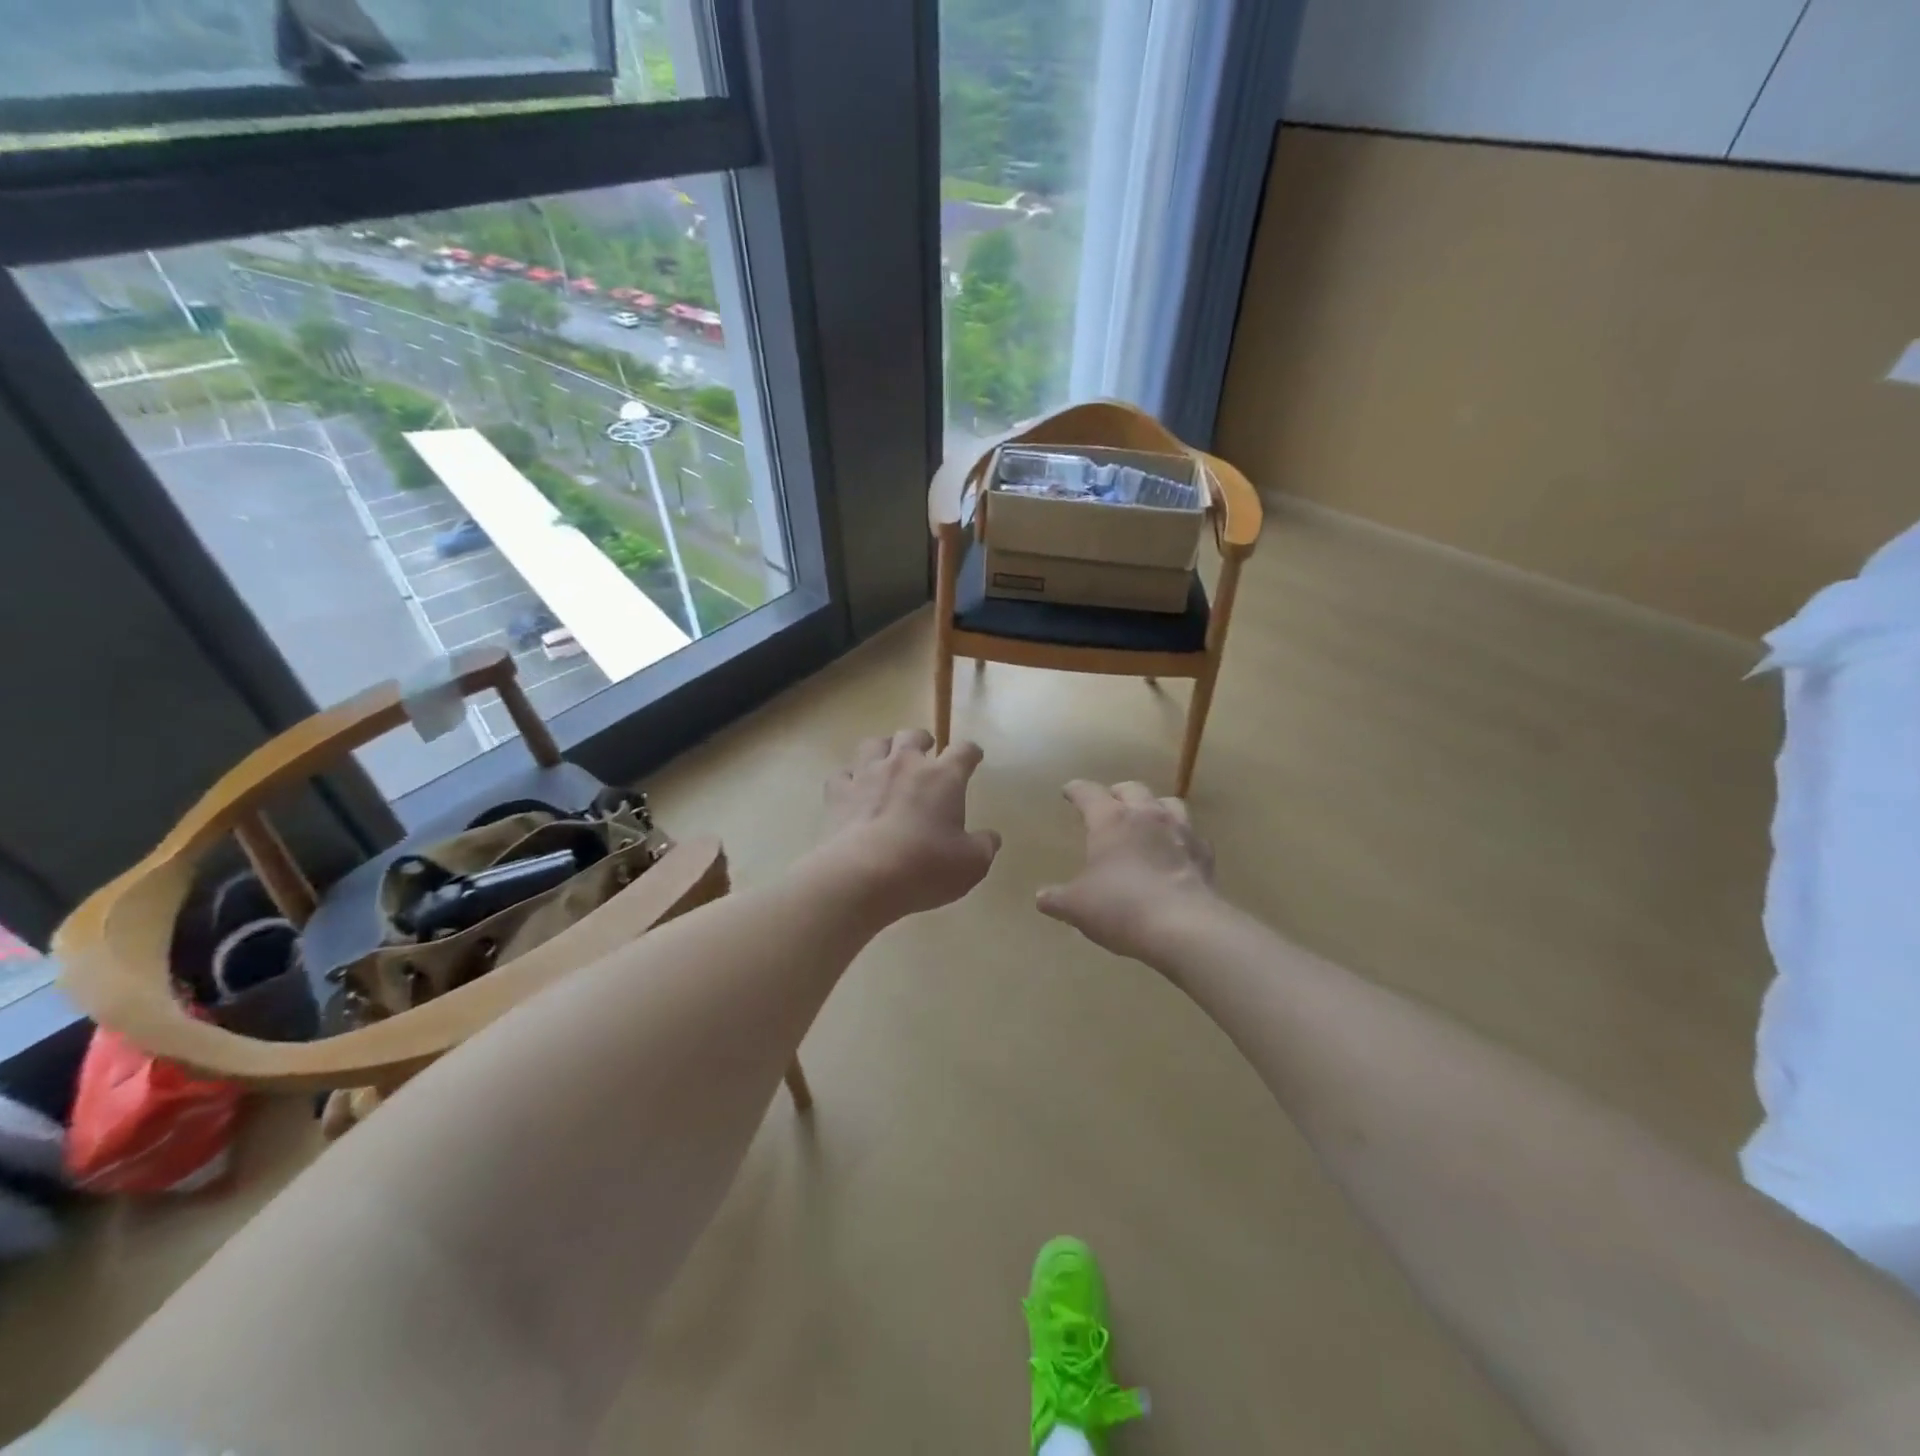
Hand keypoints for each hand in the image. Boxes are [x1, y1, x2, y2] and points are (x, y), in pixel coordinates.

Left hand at [814, 730, 1000, 921]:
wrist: (862, 876)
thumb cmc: (925, 867)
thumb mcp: (971, 864)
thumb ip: (984, 846)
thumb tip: (990, 837)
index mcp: (943, 777)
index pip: (963, 751)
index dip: (971, 752)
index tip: (974, 756)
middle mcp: (904, 765)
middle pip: (913, 736)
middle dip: (922, 740)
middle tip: (926, 751)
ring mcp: (867, 775)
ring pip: (874, 744)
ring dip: (884, 749)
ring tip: (887, 759)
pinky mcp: (838, 793)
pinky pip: (842, 774)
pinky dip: (849, 778)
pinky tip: (852, 788)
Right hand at [1037, 781, 1217, 960]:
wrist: (1185, 927)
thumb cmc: (1121, 907)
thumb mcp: (1077, 907)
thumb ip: (1057, 898)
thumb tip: (1042, 898)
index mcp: (1110, 820)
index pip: (1089, 793)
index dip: (1077, 790)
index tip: (1069, 791)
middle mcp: (1146, 815)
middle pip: (1132, 788)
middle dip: (1117, 793)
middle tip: (1109, 804)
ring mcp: (1180, 831)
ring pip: (1168, 803)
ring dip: (1154, 807)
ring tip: (1147, 821)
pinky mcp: (1204, 854)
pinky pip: (1192, 835)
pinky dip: (1181, 838)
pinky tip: (1176, 852)